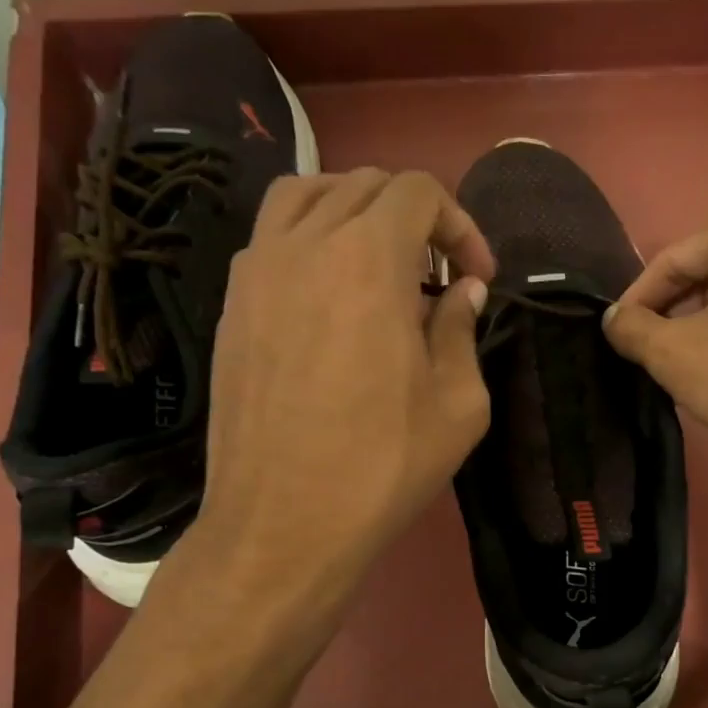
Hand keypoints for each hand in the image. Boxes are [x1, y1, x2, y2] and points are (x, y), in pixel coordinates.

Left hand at [185, 169, 492, 594]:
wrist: (284, 523)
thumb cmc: (383, 466)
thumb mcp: (458, 405)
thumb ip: (462, 331)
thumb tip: (461, 292)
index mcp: (368, 260)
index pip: (417, 192)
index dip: (459, 225)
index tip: (476, 278)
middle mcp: (304, 245)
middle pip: (363, 185)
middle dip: (415, 217)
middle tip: (438, 276)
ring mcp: (256, 271)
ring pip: (306, 196)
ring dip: (355, 213)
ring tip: (381, 265)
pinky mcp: (231, 304)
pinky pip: (272, 238)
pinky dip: (310, 241)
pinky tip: (332, 297)